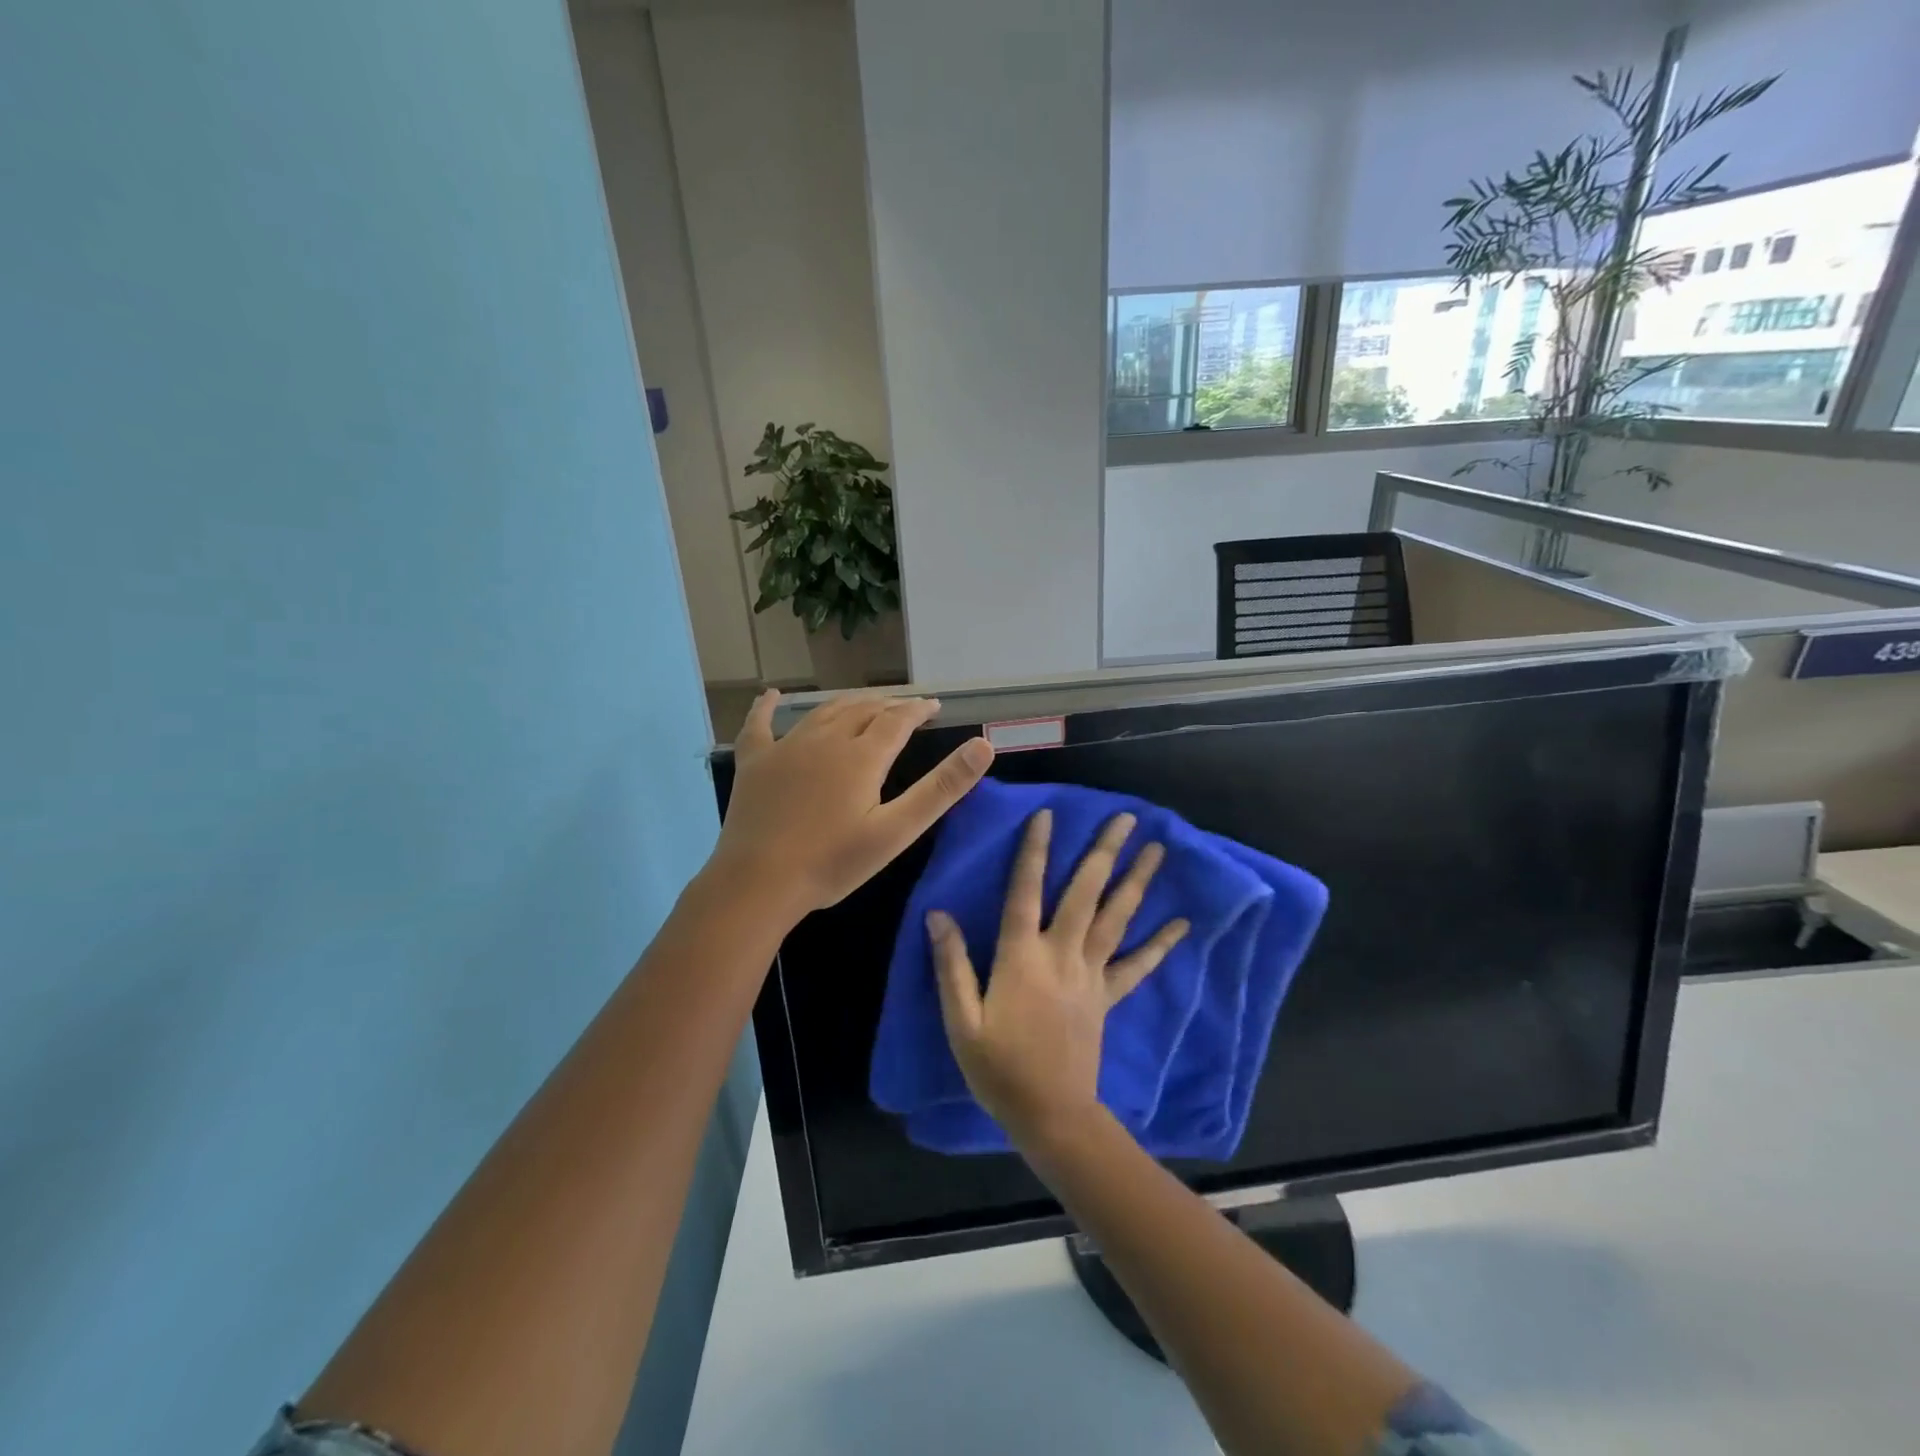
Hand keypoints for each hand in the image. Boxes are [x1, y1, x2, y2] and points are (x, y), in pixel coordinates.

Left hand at [712, 689, 993, 919]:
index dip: (918, 710)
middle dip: (888, 705)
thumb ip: (941, 788)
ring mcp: (785, 747)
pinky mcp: (754, 762)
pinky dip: (767, 707)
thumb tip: (983, 746)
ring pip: (823, 712)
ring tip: (865, 703)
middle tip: (905, 708)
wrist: (758, 882)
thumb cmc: (833, 862)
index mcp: (862, 756)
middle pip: (862, 710)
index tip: (933, 705)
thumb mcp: (896, 830)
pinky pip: (760, 725)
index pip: (898, 720)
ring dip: (848, 703)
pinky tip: (771, 695)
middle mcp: (825, 739)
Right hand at [930, 809, 1189, 1147]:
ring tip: (1157, 849)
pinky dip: (1159, 943)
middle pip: (1084, 893)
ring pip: (1115, 918)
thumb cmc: (998, 1068)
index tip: (1048, 814)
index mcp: (1021, 957)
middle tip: (1127, 816)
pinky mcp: (1107, 997)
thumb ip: (951, 965)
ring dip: (1136, 881)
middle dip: (1104, 851)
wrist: (1050, 1115)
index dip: (1034, 851)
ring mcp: (1090, 975)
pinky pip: (1137, 966)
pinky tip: (1181, 923)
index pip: (1025, 891)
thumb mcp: (961, 1020)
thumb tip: (938, 914)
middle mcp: (1061, 955)